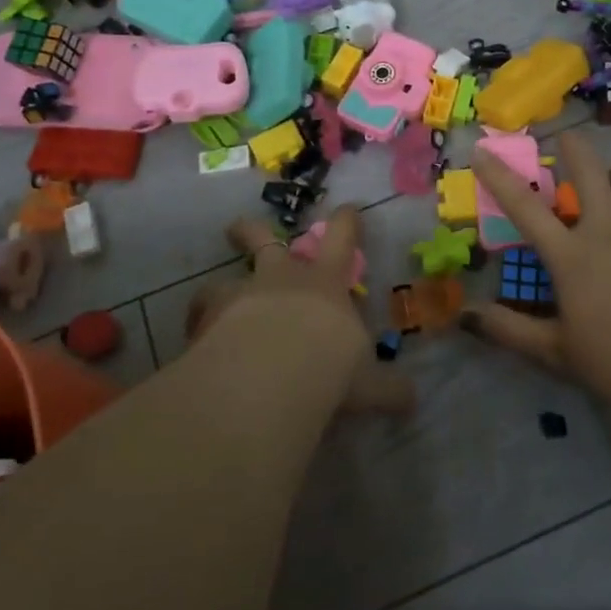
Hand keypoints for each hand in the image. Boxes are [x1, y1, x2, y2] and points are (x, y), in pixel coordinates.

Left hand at [184, 206, 414, 416]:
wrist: (273, 373)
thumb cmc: (331, 367)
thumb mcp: (369, 383)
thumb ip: (388, 389)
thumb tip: (411, 400)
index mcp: (326, 282)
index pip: (342, 237)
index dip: (347, 220)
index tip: (347, 209)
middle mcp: (282, 278)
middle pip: (264, 239)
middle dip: (252, 231)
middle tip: (239, 229)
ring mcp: (242, 294)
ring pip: (225, 277)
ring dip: (221, 286)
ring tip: (212, 300)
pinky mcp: (209, 318)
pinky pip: (200, 315)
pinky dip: (200, 323)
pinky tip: (199, 340)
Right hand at [462, 130, 610, 412]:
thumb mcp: (557, 353)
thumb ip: (510, 330)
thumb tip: (465, 314)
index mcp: (571, 255)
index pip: (524, 206)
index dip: (499, 175)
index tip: (483, 150)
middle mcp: (608, 228)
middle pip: (588, 167)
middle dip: (573, 146)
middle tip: (566, 141)